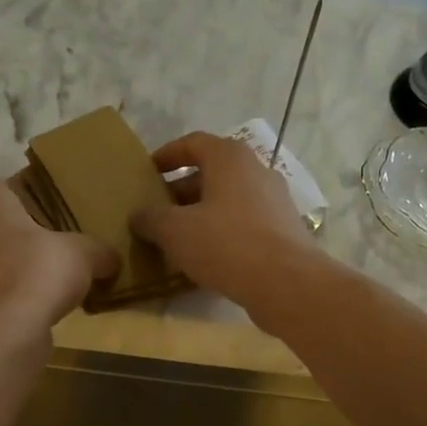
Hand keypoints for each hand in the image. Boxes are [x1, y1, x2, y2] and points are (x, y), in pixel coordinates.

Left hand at [0, 179, 118, 347]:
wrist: (2, 334)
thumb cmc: (36, 272)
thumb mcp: (84, 252)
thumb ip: (100, 249)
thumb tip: (112, 259)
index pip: (14, 186)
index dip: (43, 197)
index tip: (69, 213)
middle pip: (6, 222)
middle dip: (34, 233)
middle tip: (70, 242)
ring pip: (0, 255)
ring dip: (26, 264)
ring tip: (62, 275)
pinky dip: (19, 291)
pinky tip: (48, 301)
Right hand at [130, 133, 322, 312]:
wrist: (287, 283)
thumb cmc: (227, 244)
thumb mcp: (175, 231)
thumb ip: (152, 219)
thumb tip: (139, 216)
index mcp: (230, 158)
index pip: (193, 143)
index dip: (167, 155)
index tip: (147, 172)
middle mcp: (256, 171)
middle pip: (212, 172)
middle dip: (181, 190)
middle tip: (157, 211)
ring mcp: (275, 201)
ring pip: (228, 200)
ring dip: (201, 214)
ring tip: (177, 237)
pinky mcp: (283, 230)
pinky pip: (244, 223)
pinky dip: (222, 232)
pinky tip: (206, 257)